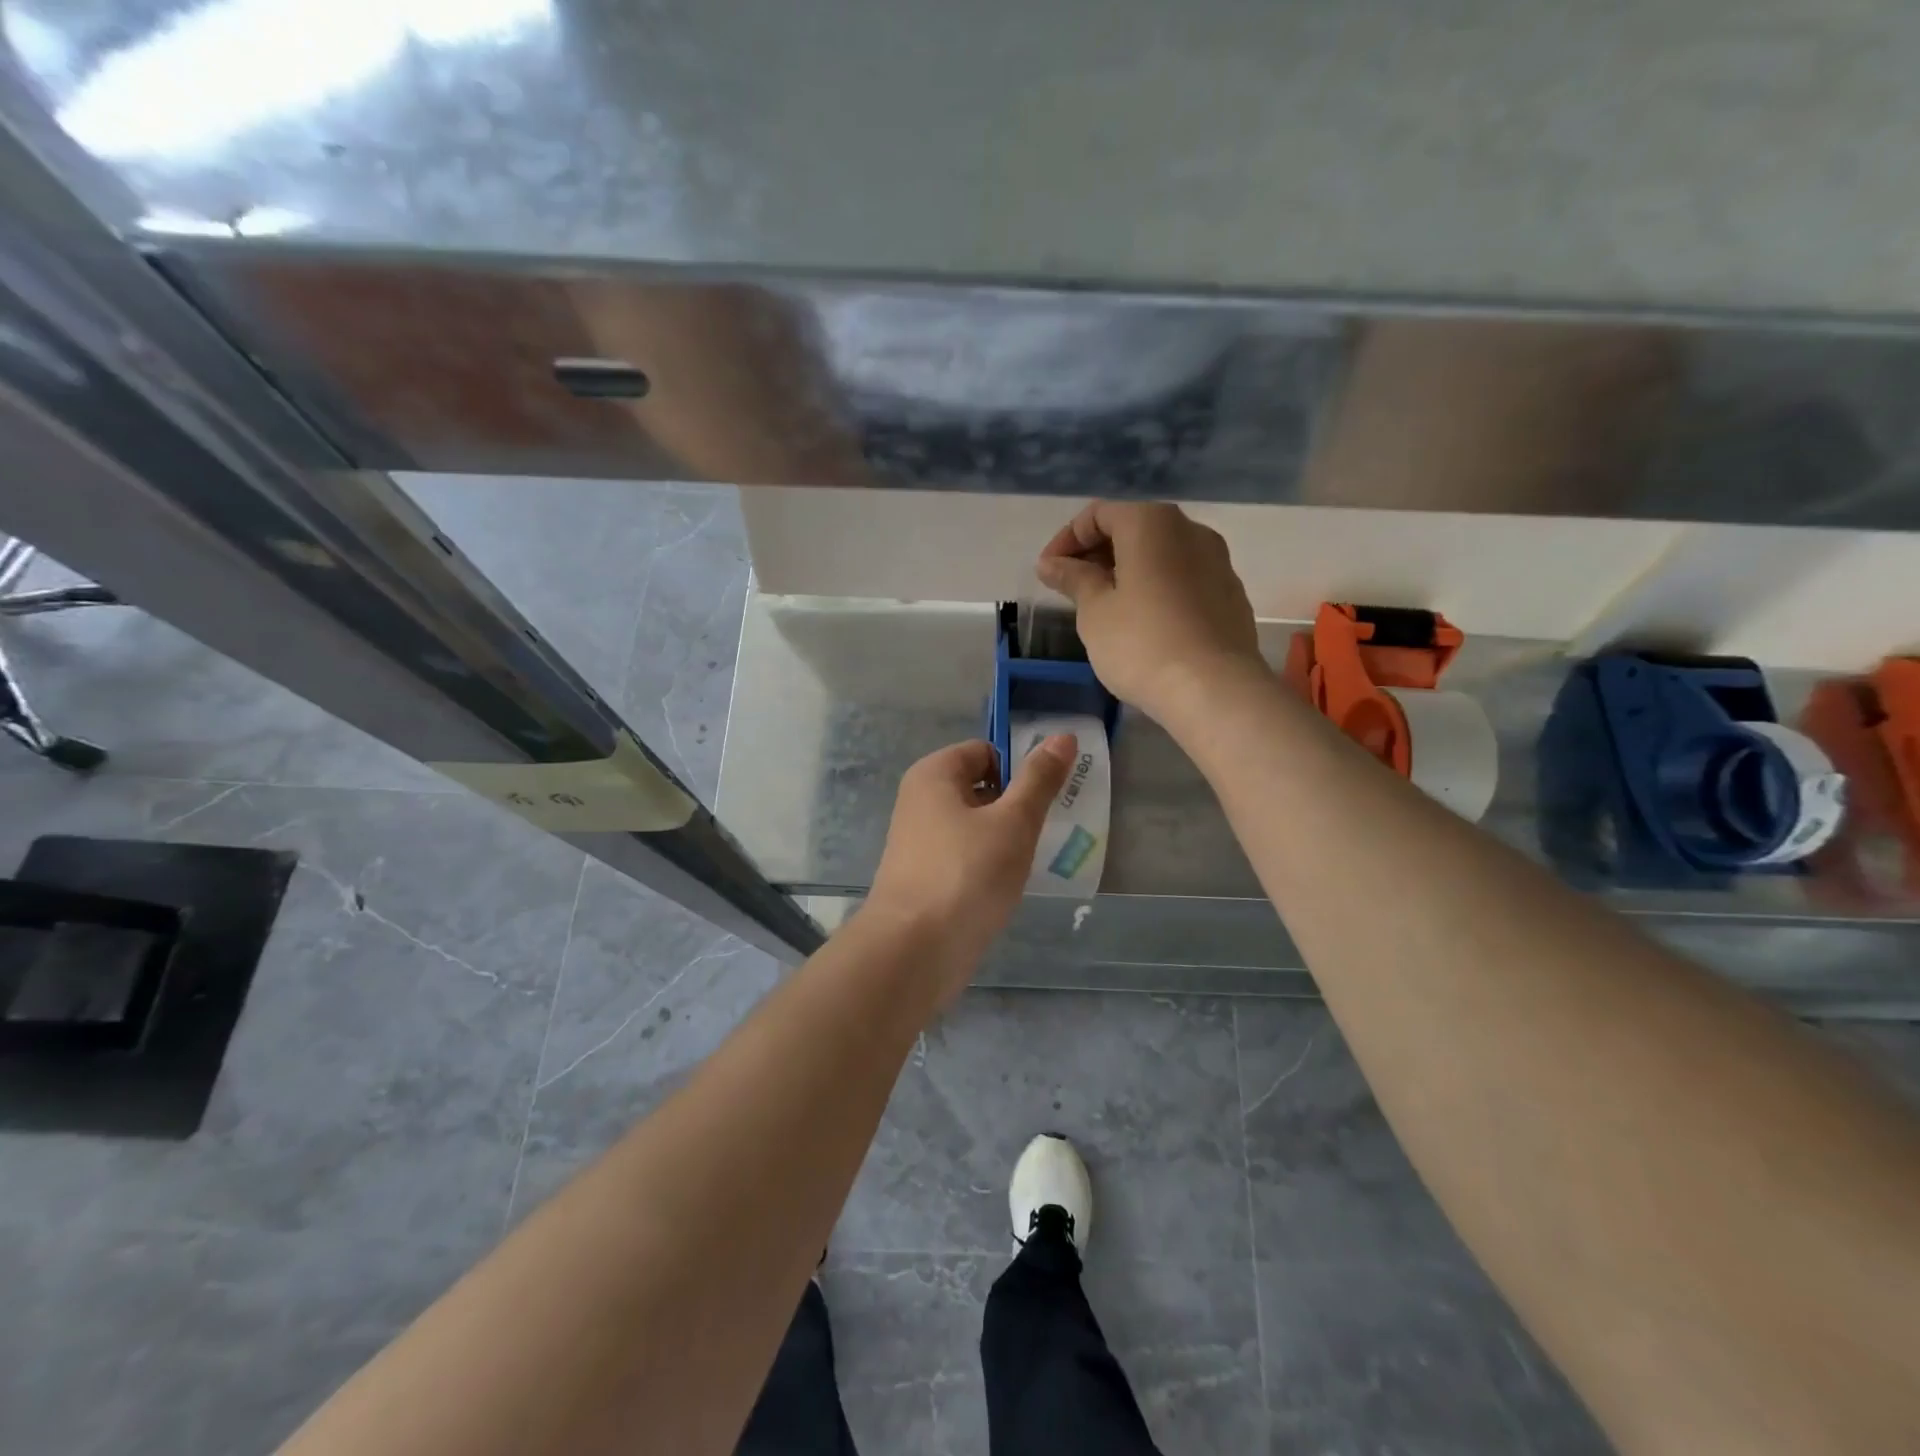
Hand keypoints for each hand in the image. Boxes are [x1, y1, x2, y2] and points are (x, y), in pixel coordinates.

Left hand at [867, 736, 1075, 1002]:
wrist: (913, 952)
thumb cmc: (966, 874)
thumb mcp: (1013, 822)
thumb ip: (1039, 779)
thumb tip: (1063, 736)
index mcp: (934, 774)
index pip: (986, 751)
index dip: (1020, 768)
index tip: (1051, 796)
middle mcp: (921, 801)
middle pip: (981, 787)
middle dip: (1016, 805)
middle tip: (1048, 828)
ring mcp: (920, 842)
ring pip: (976, 825)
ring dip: (1006, 838)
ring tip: (1034, 858)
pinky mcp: (926, 877)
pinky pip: (966, 856)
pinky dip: (989, 865)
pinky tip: (1009, 885)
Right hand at [1037, 501, 1263, 725]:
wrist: (1214, 690)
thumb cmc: (1141, 643)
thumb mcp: (1094, 611)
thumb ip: (1073, 579)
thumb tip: (1052, 564)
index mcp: (1151, 522)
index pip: (1098, 515)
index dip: (1066, 541)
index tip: (1048, 573)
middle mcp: (1190, 530)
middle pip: (1133, 529)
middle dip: (1097, 555)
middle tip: (1071, 590)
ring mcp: (1217, 562)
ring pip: (1161, 555)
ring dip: (1128, 572)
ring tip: (1105, 608)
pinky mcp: (1231, 595)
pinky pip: (1184, 579)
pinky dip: (1156, 589)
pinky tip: (1143, 624)